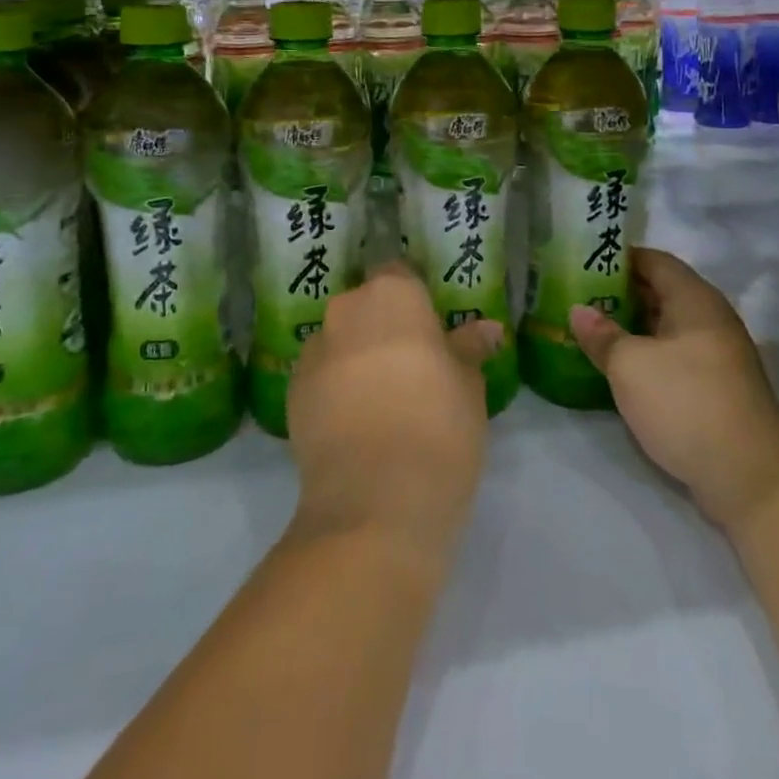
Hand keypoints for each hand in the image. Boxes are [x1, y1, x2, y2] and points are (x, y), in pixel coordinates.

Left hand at [286, 265, 503, 567]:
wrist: (374, 503)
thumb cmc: (438, 427)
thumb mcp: (469, 387)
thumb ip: (469, 349)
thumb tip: (487, 328)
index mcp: (393, 295)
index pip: (401, 276)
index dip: (415, 303)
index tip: (431, 333)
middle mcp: (347, 310)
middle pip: (366, 307)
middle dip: (384, 328)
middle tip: (412, 369)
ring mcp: (313, 350)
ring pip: (341, 341)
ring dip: (356, 358)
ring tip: (381, 403)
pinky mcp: (291, 392)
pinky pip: (320, 376)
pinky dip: (334, 390)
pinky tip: (354, 426)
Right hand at [570, 248, 778, 530]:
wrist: (750, 476)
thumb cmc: (685, 402)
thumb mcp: (630, 365)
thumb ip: (602, 335)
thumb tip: (578, 310)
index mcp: (694, 298)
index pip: (654, 260)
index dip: (620, 258)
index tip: (585, 262)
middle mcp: (710, 318)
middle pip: (661, 292)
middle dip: (621, 293)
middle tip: (579, 297)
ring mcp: (717, 355)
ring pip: (667, 327)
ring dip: (633, 327)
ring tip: (592, 330)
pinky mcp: (717, 388)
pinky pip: (675, 356)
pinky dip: (647, 355)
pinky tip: (620, 368)